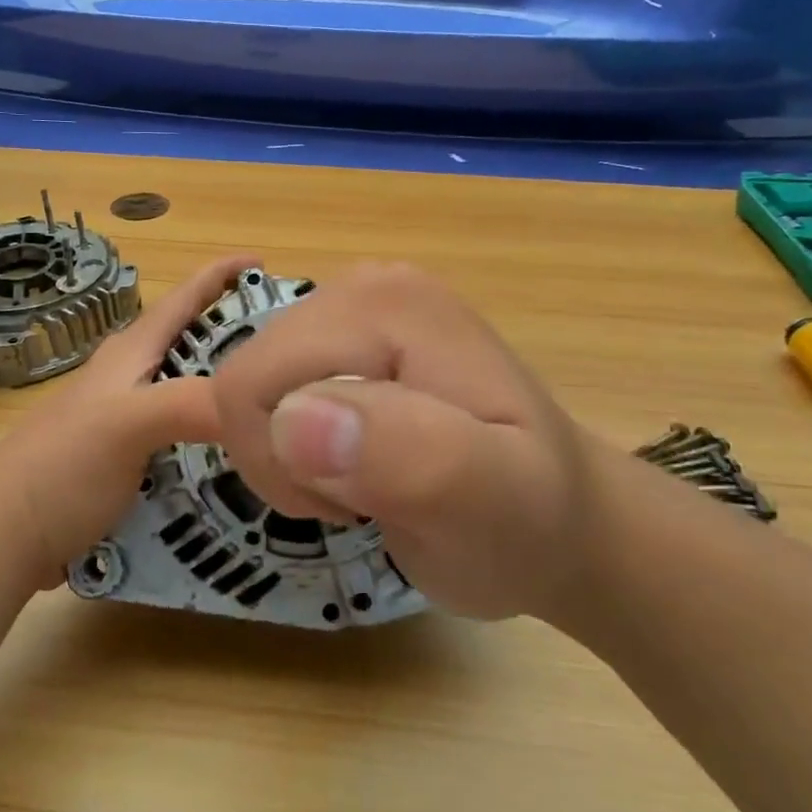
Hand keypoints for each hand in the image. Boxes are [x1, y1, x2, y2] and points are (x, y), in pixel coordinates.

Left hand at [0, 254, 257, 586]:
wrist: (4, 535)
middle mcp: (131, 379)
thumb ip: (191, 404)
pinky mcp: (129, 463)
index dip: (221, 274)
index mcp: (131, 354)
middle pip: (194, 344)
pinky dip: (217, 438)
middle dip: (241, 337)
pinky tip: (244, 458)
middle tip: (293, 351)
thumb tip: (262, 403)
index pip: (183, 298)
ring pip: (192, 392)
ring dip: (231, 392)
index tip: (265, 261)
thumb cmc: (63, 467)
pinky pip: (187, 438)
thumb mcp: (127, 424)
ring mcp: (128, 423)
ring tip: (281, 405)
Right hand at [209, 262, 601, 624]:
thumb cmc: (530, 525)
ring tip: (361, 484)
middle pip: (246, 379)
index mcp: (386, 306)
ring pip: (251, 388)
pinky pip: (268, 382)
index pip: (253, 383)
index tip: (351, 504)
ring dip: (287, 455)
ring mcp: (350, 308)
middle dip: (282, 459)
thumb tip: (295, 421)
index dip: (280, 463)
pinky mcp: (343, 339)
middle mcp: (360, 286)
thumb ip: (407, 458)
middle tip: (358, 499)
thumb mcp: (492, 507)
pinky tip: (328, 454)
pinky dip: (279, 432)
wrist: (564, 518)